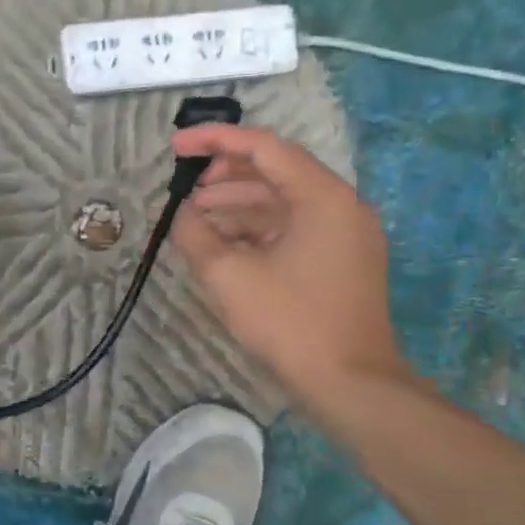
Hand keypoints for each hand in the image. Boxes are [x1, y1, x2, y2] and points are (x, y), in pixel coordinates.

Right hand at [169, 124, 411, 407]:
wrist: (350, 384)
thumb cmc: (289, 322)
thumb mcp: (228, 275)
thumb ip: (194, 234)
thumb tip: (178, 213)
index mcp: (322, 196)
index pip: (263, 147)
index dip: (214, 141)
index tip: (175, 147)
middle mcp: (341, 205)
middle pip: (275, 171)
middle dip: (224, 176)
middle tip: (184, 189)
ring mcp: (345, 234)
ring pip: (283, 202)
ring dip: (237, 205)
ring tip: (195, 218)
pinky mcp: (341, 260)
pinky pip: (293, 228)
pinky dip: (257, 230)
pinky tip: (224, 244)